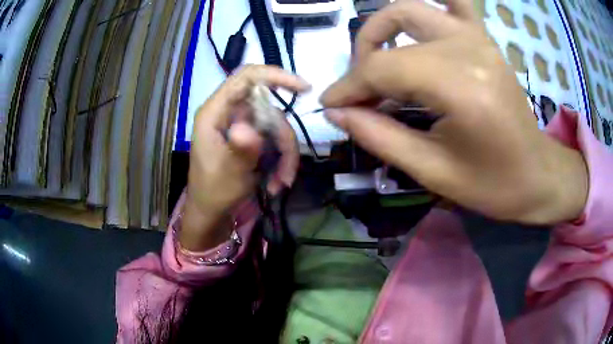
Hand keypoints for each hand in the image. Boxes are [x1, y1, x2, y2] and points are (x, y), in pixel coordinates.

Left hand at [181, 66, 308, 250]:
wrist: (212, 211)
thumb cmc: (214, 192)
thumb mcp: (229, 173)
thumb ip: (240, 149)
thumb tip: (249, 128)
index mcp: (215, 111)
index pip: (246, 77)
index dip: (275, 75)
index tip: (303, 89)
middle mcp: (229, 112)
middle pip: (268, 107)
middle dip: (283, 136)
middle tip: (289, 166)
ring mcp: (241, 124)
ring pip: (276, 126)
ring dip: (285, 154)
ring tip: (282, 182)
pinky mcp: (250, 137)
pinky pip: (275, 139)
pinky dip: (281, 159)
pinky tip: (277, 182)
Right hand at [321, 0, 587, 224]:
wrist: (536, 174)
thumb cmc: (492, 184)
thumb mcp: (433, 172)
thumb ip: (380, 137)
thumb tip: (337, 113)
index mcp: (461, 87)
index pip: (383, 68)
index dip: (348, 86)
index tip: (330, 106)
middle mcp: (468, 48)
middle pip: (393, 31)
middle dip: (362, 60)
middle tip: (359, 91)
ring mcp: (478, 38)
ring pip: (412, 8)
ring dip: (384, 28)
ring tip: (377, 60)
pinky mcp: (484, 39)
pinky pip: (453, 3)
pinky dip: (430, 5)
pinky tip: (417, 26)